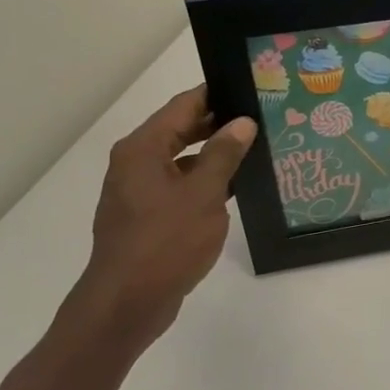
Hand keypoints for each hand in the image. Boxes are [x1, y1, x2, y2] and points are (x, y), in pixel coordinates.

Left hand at [70, 86, 256, 347]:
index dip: (216, 94)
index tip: (251, 87)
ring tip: (256, 150)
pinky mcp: (147, 216)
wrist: (127, 302)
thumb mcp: (204, 194)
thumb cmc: (166, 242)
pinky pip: (179, 185)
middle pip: (181, 130)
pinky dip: (204, 181)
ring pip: (182, 160)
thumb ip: (224, 154)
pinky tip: (235, 188)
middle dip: (219, 124)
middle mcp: (136, 163)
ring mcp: (139, 191)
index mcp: (143, 149)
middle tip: (262, 118)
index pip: (183, 105)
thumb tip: (242, 122)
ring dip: (214, 155)